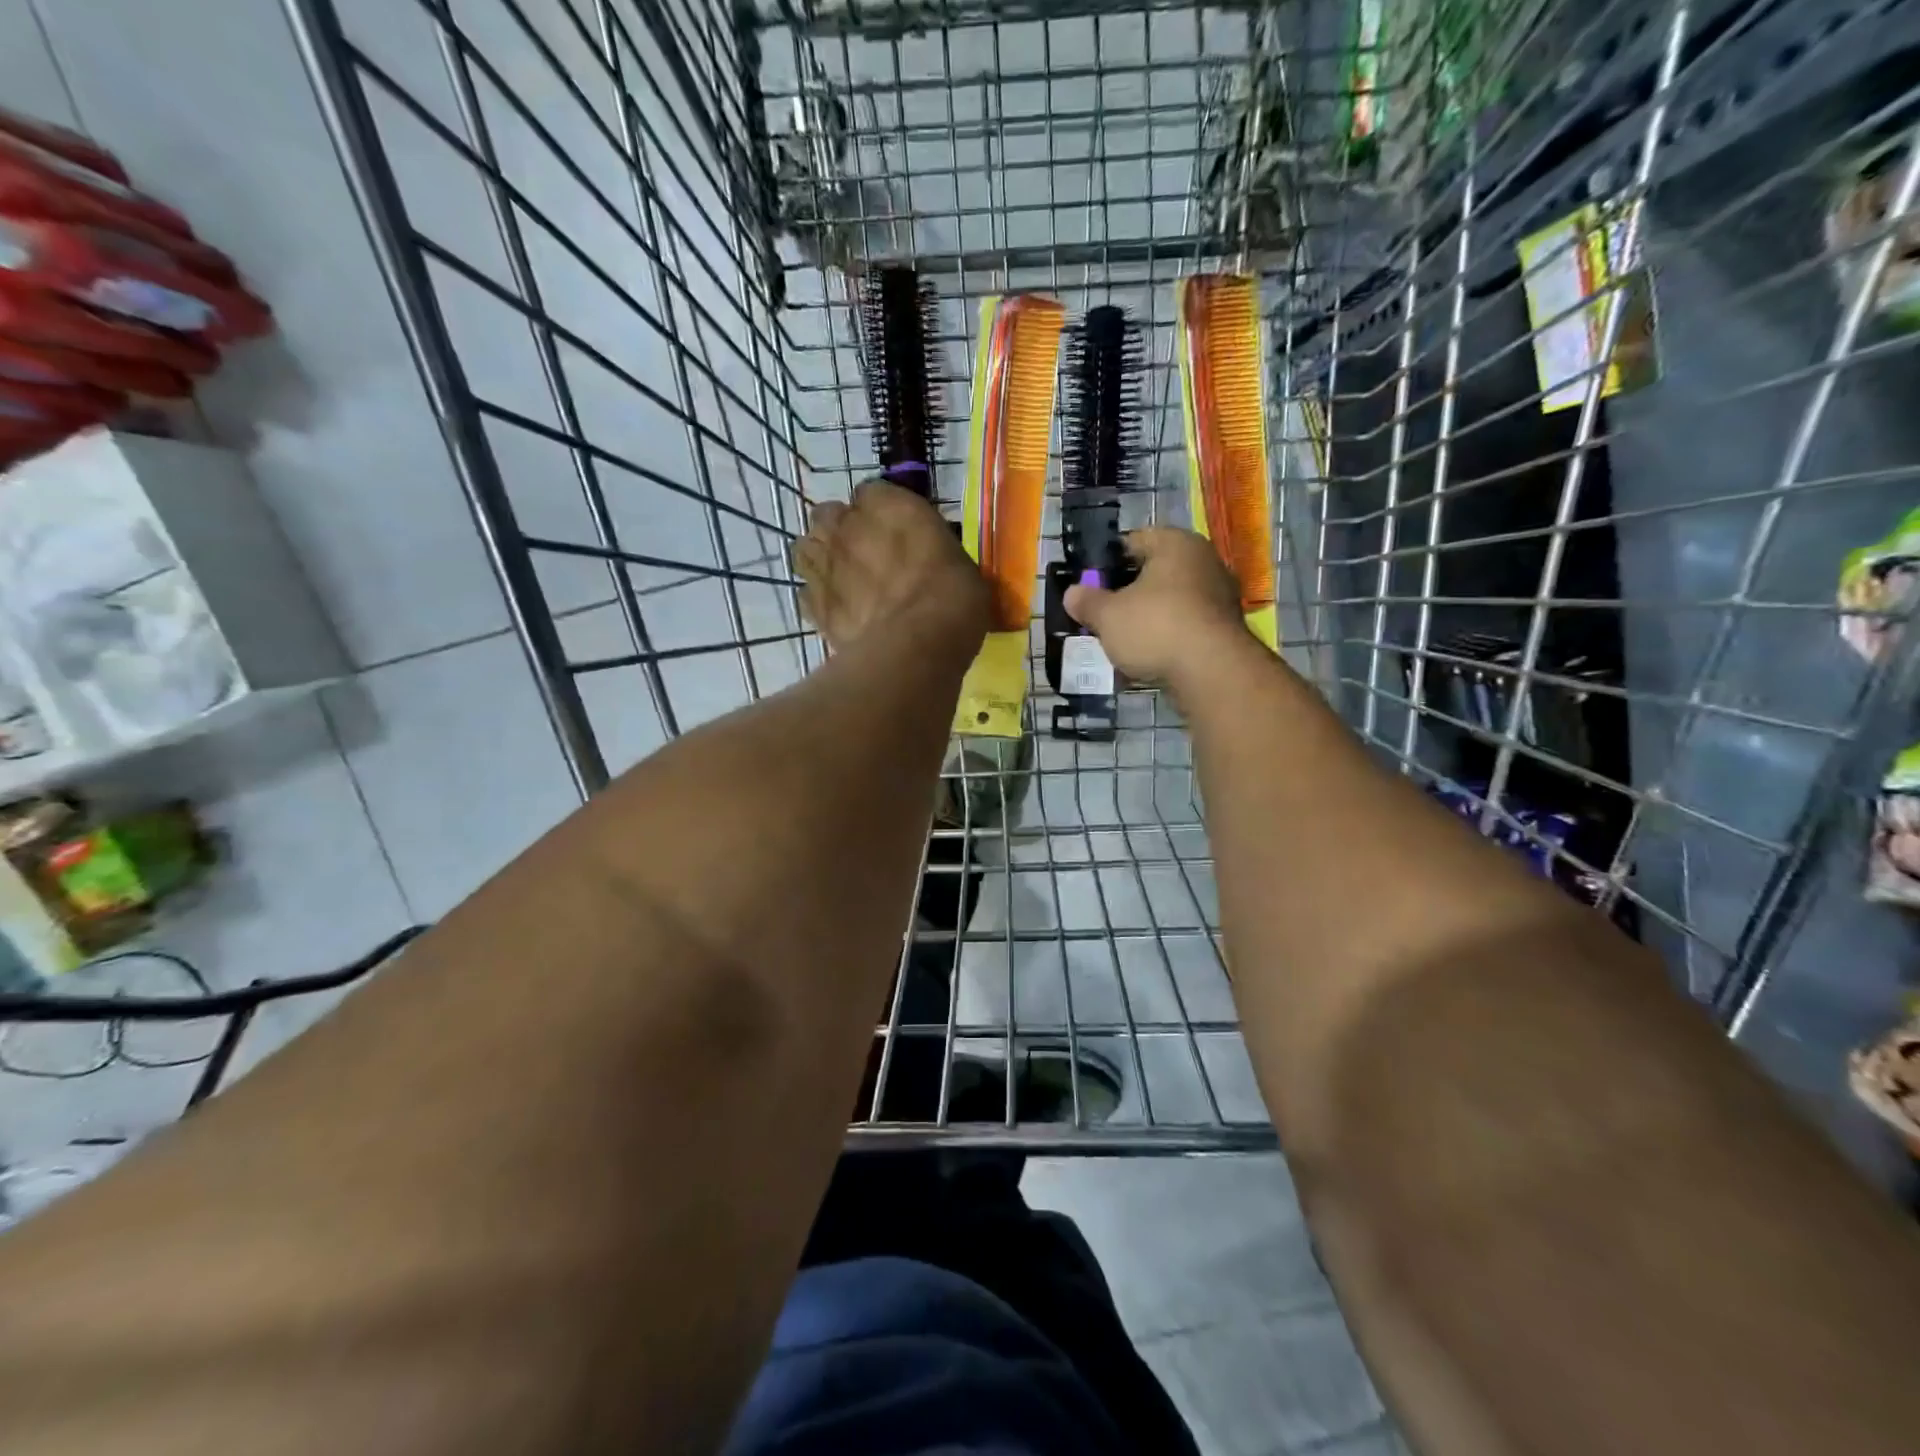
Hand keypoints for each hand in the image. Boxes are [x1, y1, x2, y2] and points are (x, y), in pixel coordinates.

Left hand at [795, 479, 989, 654]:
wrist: (917, 643)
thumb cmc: (952, 596)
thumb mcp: (959, 562)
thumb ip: (931, 552)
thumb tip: (929, 564)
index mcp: (888, 504)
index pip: (872, 494)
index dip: (881, 514)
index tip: (896, 533)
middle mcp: (847, 525)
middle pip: (829, 516)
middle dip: (841, 531)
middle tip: (865, 556)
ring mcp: (824, 564)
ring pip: (807, 549)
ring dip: (821, 559)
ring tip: (842, 581)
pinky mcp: (813, 604)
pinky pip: (807, 593)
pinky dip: (818, 599)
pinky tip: (837, 612)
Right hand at [1064, 527, 1248, 683]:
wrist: (1212, 672)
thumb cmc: (1155, 627)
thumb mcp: (1107, 615)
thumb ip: (1087, 602)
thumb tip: (1072, 593)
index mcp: (1175, 543)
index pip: (1133, 541)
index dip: (1106, 562)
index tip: (1088, 584)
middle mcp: (1203, 561)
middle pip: (1153, 573)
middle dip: (1126, 594)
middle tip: (1101, 615)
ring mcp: (1219, 596)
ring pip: (1169, 602)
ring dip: (1145, 619)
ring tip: (1120, 642)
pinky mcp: (1224, 629)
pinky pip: (1184, 627)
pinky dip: (1165, 639)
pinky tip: (1145, 660)